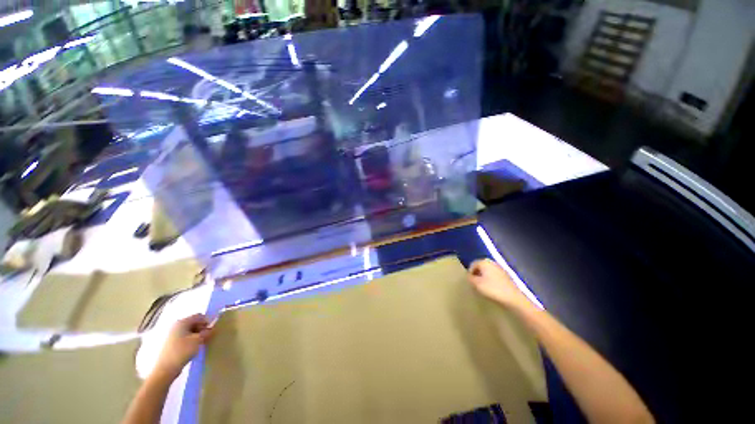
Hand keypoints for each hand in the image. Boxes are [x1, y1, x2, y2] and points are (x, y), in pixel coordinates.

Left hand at [153, 314, 212, 380]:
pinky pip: (184, 337)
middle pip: (194, 322)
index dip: (207, 321)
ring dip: (197, 335)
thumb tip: (213, 327)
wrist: (165, 369)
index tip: (210, 331)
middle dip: (202, 329)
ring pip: (189, 330)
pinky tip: (192, 348)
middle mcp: (176, 325)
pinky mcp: (171, 343)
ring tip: (200, 344)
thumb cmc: (182, 351)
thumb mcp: (198, 340)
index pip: (199, 316)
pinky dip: (191, 340)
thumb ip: (207, 332)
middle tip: (206, 338)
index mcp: (182, 322)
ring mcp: (172, 334)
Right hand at [468, 259, 530, 309]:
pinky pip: (495, 276)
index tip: (470, 282)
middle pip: (480, 267)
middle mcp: (492, 262)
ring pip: (488, 272)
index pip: (472, 265)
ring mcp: (501, 269)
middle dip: (477, 274)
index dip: (470, 273)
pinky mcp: (507, 276)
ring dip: (484, 278)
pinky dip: (492, 281)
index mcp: (484, 262)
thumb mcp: (476, 284)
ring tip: (483, 287)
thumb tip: (468, 276)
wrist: (513, 298)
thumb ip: (470, 278)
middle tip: (476, 284)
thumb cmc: (492, 289)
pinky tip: (492, 289)